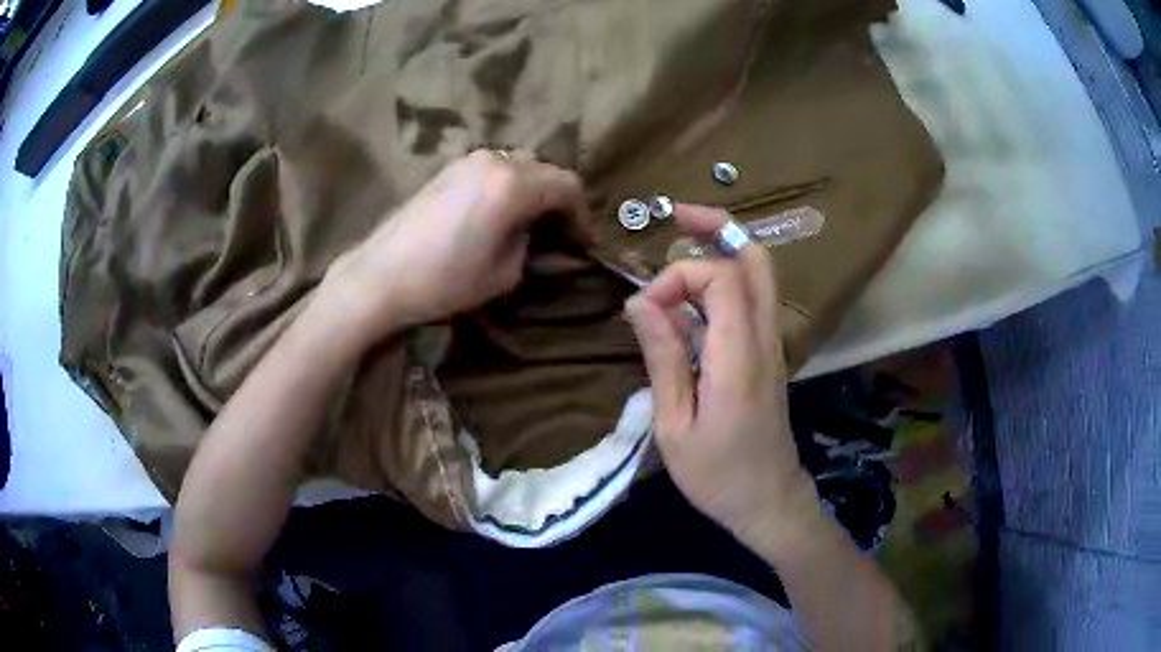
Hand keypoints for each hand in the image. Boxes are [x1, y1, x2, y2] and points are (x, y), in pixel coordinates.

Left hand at [318, 150, 587, 343]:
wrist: (380, 276)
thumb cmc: (444, 280)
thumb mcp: (505, 273)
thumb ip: (530, 245)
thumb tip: (533, 233)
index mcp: (514, 184)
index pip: (568, 186)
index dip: (582, 214)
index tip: (581, 242)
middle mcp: (495, 160)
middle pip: (545, 170)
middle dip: (557, 200)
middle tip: (557, 232)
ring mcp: (467, 160)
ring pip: (519, 165)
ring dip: (532, 190)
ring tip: (528, 223)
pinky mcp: (447, 169)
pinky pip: (493, 169)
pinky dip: (507, 186)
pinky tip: (498, 212)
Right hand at [624, 205, 820, 549]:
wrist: (768, 501)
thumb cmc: (717, 474)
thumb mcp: (674, 425)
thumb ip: (663, 357)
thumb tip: (641, 301)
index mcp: (739, 357)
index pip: (720, 279)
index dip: (679, 276)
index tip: (647, 307)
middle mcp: (764, 339)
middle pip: (756, 259)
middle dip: (719, 226)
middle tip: (678, 215)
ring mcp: (772, 345)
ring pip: (760, 275)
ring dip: (723, 249)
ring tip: (680, 245)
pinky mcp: (769, 354)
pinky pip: (753, 299)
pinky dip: (725, 278)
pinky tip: (692, 295)